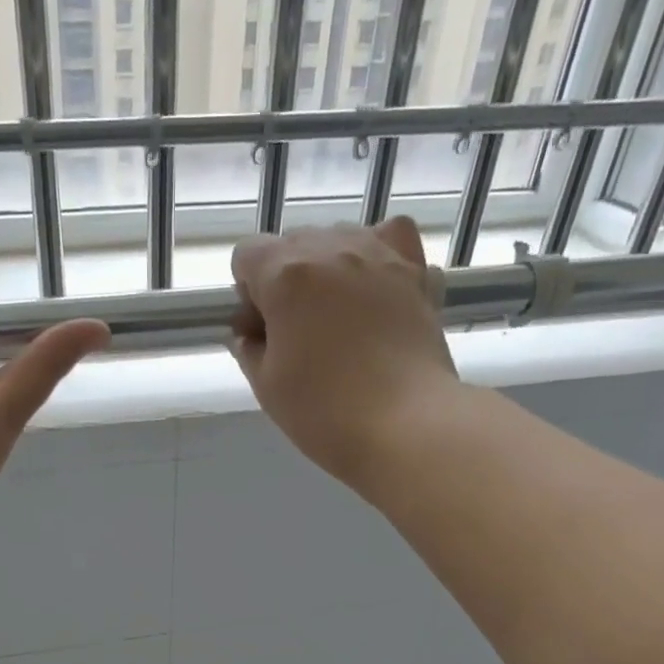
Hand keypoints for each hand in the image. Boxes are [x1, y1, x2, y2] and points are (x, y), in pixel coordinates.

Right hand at [229, 218, 458, 493]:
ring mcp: (380, 255)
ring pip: (340, 237)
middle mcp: (332, 249)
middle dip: (285, 280)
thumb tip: (252, 331)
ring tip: (338, 317)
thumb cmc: (325, 412)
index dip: (246, 293)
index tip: (259, 330)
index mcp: (286, 276)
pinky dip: (379, 257)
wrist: (406, 426)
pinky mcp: (417, 271)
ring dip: (328, 268)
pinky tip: (377, 290)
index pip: (247, 254)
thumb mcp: (266, 387)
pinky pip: (391, 240)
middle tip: (296, 333)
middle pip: (293, 243)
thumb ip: (249, 348)